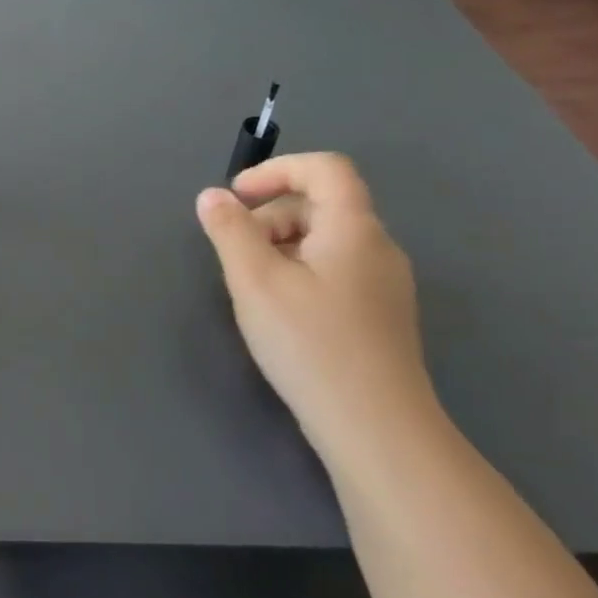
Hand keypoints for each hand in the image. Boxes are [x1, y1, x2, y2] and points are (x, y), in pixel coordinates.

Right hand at [196, 153, 437, 460]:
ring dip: (281, 245)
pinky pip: (335, 270)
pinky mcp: (380, 315)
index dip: (277, 170)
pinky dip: (299, 271)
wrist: (377, 428)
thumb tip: (213, 197)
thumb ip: (230, 231)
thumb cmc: (311, 343)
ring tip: (251, 285)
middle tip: (235, 251)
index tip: (237, 197)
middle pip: (321, 204)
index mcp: (354, 229)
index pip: (325, 169)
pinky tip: (279, 311)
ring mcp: (384, 284)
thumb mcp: (255, 280)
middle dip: (270, 215)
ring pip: (326, 240)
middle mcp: (378, 248)